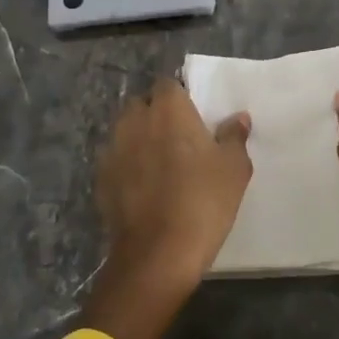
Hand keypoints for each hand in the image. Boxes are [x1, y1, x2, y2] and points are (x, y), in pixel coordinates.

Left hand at [84, 78, 251, 338]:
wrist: (157, 253)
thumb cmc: (203, 201)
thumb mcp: (234, 168)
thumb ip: (234, 136)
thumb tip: (237, 118)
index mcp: (169, 109)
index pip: (168, 84)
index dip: (180, 96)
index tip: (194, 114)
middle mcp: (135, 121)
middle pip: (142, 104)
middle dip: (156, 114)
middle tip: (178, 137)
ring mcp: (113, 150)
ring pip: (125, 131)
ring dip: (139, 139)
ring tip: (159, 162)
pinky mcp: (101, 179)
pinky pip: (116, 160)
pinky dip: (127, 166)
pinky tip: (143, 187)